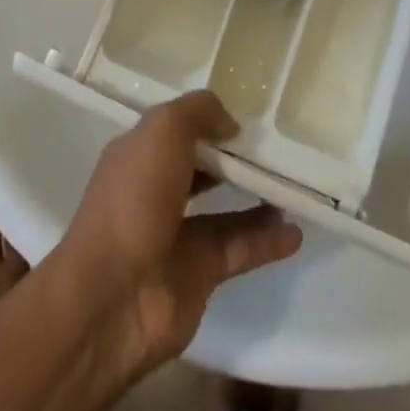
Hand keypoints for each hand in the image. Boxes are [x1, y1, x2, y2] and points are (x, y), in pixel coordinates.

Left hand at [56, 92, 301, 367]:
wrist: (113, 298)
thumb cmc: (134, 198)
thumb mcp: (163, 129)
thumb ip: (199, 112)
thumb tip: (230, 124)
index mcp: (139, 153)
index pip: (176, 128)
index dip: (206, 119)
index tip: (244, 115)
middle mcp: (156, 190)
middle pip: (201, 166)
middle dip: (233, 156)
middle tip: (275, 146)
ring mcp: (178, 234)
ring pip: (224, 208)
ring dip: (256, 196)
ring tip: (294, 183)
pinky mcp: (199, 274)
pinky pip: (240, 249)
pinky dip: (267, 241)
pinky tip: (296, 231)